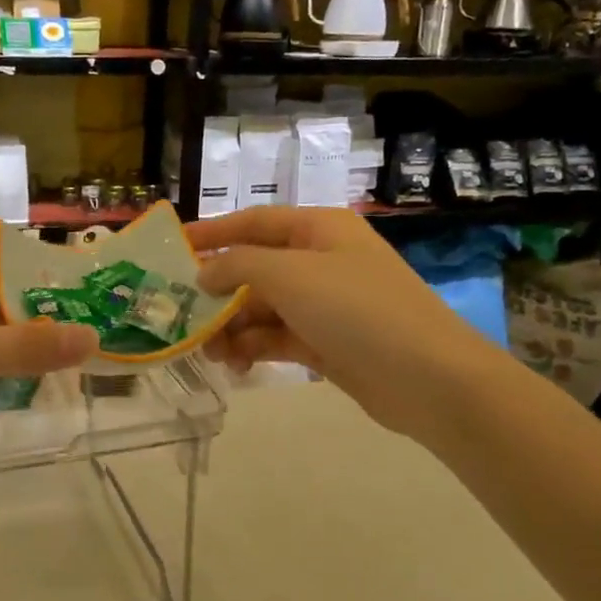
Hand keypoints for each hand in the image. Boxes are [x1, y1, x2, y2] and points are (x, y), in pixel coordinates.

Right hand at [187, 207, 486, 437]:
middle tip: (184, 318)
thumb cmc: (356, 309)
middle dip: (218, 294)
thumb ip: (237, 265)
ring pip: (261, 308)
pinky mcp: (326, 342)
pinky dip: (254, 349)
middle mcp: (319, 261)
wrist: (429, 378)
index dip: (211, 233)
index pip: (253, 222)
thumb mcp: (290, 275)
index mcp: (317, 230)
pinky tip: (237, 367)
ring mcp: (324, 304)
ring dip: (232, 328)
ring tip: (213, 355)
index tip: (172, 249)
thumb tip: (204, 273)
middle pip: (253, 269)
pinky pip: (277, 338)